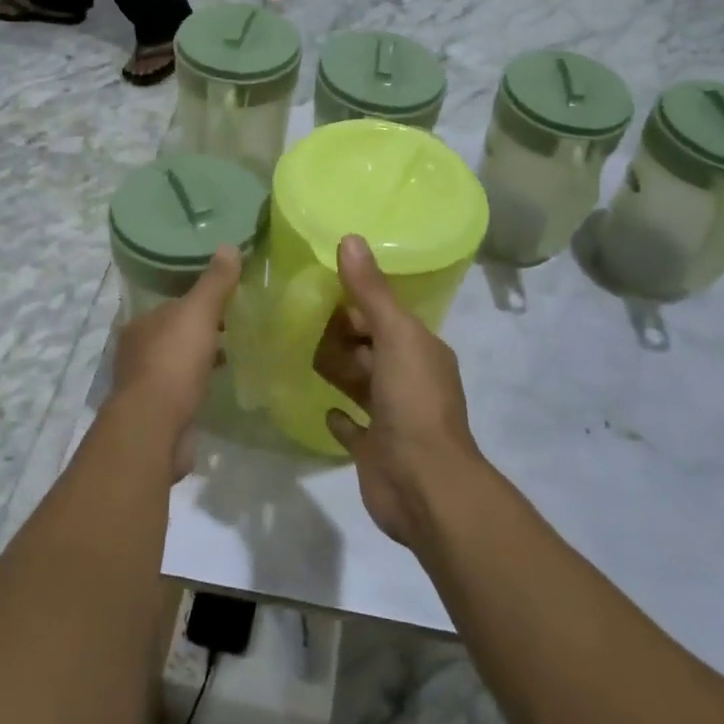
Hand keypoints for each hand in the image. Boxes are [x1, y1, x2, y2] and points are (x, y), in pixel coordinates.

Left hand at [108, 248, 240, 476]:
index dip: (198, 302)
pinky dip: (196, 386)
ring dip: (198, 360)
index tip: (226, 304)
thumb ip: (214, 283)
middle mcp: (136, 351)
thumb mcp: (198, 313)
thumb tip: (228, 245)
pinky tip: (216, 387)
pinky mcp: (155, 414)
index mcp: (140, 324)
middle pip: (173, 334)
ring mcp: (143, 385)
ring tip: (230, 358)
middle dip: (198, 332)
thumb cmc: (173, 362)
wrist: (154, 428)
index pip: (172, 305)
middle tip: (233, 330)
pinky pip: (180, 391)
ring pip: (176, 363)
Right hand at [312, 236, 483, 546]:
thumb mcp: (395, 336)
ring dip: (339, 369)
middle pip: (372, 348)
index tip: (319, 290)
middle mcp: (409, 378)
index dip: (357, 304)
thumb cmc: (413, 402)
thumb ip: (371, 291)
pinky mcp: (375, 448)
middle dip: (344, 335)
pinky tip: (321, 406)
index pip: (386, 316)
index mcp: (420, 350)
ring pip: (361, 383)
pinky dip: (340, 415)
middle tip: (299, 318)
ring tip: (299, 351)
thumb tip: (350, 238)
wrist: (424, 485)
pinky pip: (353, 425)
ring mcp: (392, 416)